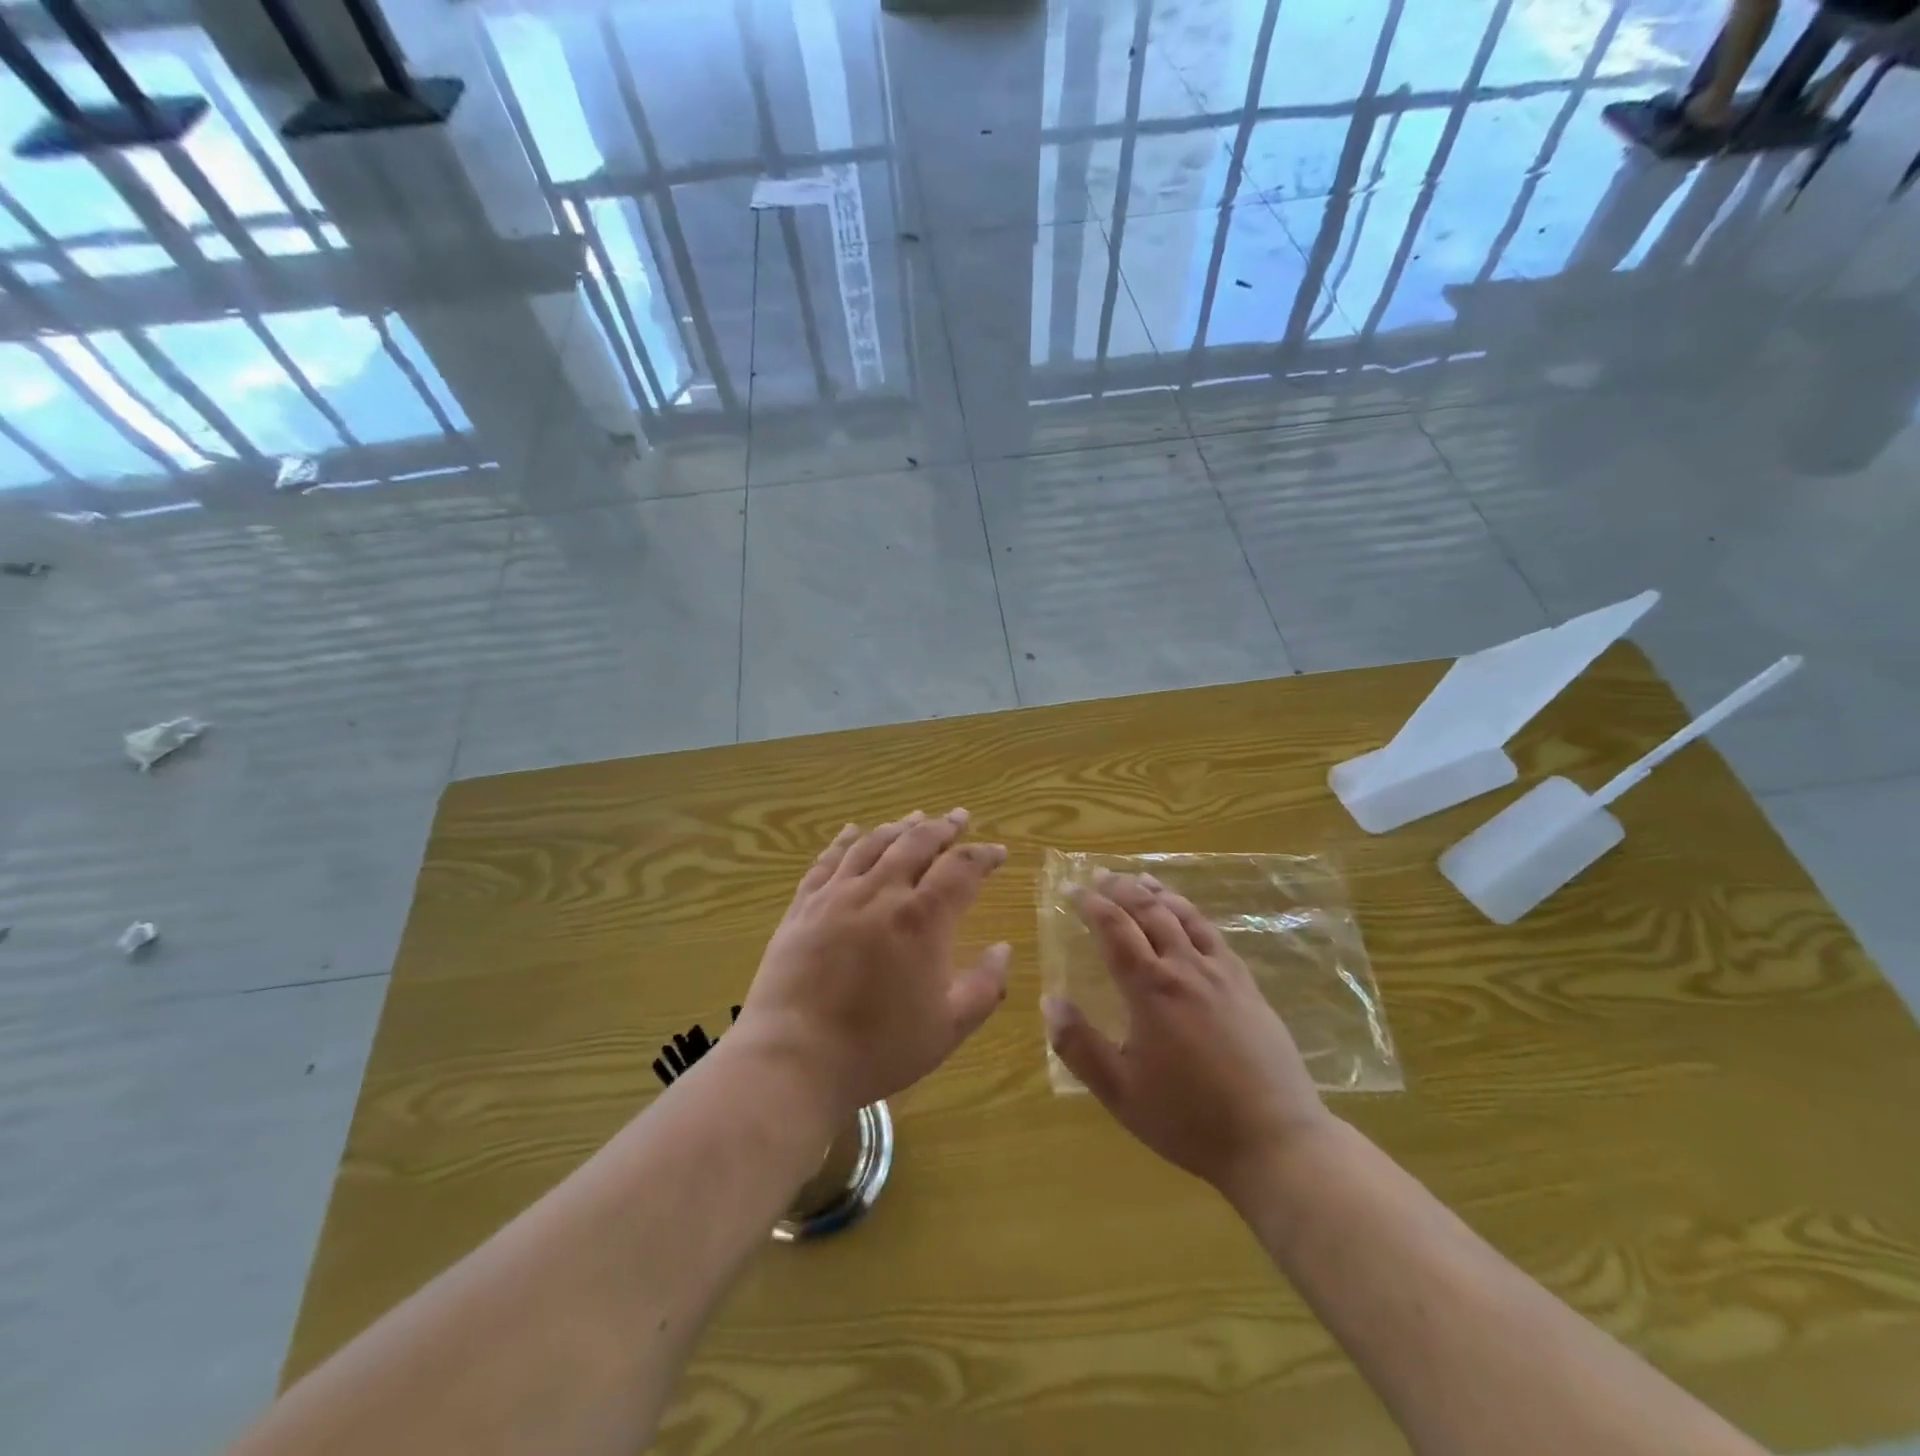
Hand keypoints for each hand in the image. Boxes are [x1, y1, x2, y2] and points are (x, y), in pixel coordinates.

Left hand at [738, 810, 1011, 1116]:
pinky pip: (827, 860)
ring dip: (899, 827)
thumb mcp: (947, 1027)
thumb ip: (984, 986)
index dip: (983, 857)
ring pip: (873, 844)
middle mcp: (881, 892)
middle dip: (943, 828)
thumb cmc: (878, 1047)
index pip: (961, 869)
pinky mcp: (803, 906)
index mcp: (922, 918)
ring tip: (915, 818)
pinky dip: (844, 840)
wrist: (794, 1057)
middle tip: (959, 817)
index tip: (999, 853)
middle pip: (917, 843)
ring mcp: (837, 895)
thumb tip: (1003, 948)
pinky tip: (852, 830)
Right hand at [1043, 871, 1334, 1200]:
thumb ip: (1080, 1046)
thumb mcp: (1121, 1093)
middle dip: (1122, 889)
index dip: (1091, 905)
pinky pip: (1215, 935)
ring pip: (1186, 916)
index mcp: (1151, 989)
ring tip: (1141, 879)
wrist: (1275, 1140)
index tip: (1072, 890)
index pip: (1115, 929)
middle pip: (1150, 912)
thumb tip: (1050, 1000)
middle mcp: (1186, 968)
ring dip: (1159, 893)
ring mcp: (1222, 973)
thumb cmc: (1189, 1119)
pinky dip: (1193, 914)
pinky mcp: (1248, 986)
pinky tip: (1189, 917)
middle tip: (1101, 876)